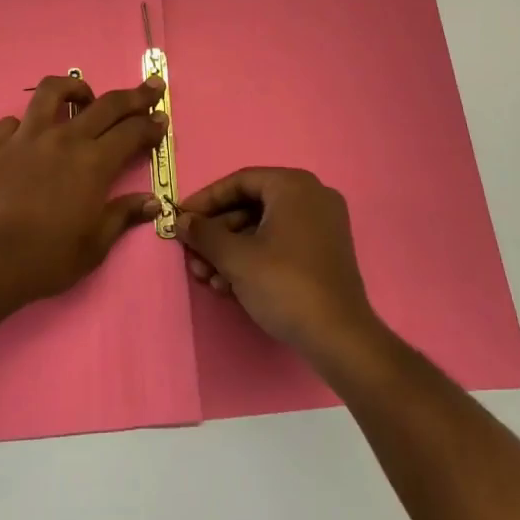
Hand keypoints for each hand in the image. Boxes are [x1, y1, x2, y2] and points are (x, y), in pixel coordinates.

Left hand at [0, 74, 166, 302]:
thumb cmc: (48, 258)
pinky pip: (13, 121)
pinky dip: (26, 123)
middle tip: (150, 86)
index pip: (132, 131)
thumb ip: (123, 215)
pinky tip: (29, 135)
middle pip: (106, 104)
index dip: (151, 123)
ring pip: (53, 91)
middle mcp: (64, 139)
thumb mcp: (95, 245)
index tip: (162, 119)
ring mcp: (27, 137)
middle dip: (134, 95)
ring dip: (75, 89)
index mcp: (94, 163)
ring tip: (83, 97)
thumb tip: (152, 202)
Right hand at [179, 167, 381, 364]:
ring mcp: (322, 225)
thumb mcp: (235, 258)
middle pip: (250, 207)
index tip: (181, 219)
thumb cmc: (284, 284)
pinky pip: (280, 244)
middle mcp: (312, 196)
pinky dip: (253, 260)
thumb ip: (204, 233)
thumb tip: (181, 221)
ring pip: (263, 229)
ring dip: (230, 252)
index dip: (205, 201)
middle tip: (192, 256)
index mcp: (293, 186)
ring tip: (206, 278)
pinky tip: (229, 286)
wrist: (338, 337)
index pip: (239, 182)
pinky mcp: (324, 253)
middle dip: (216, 234)